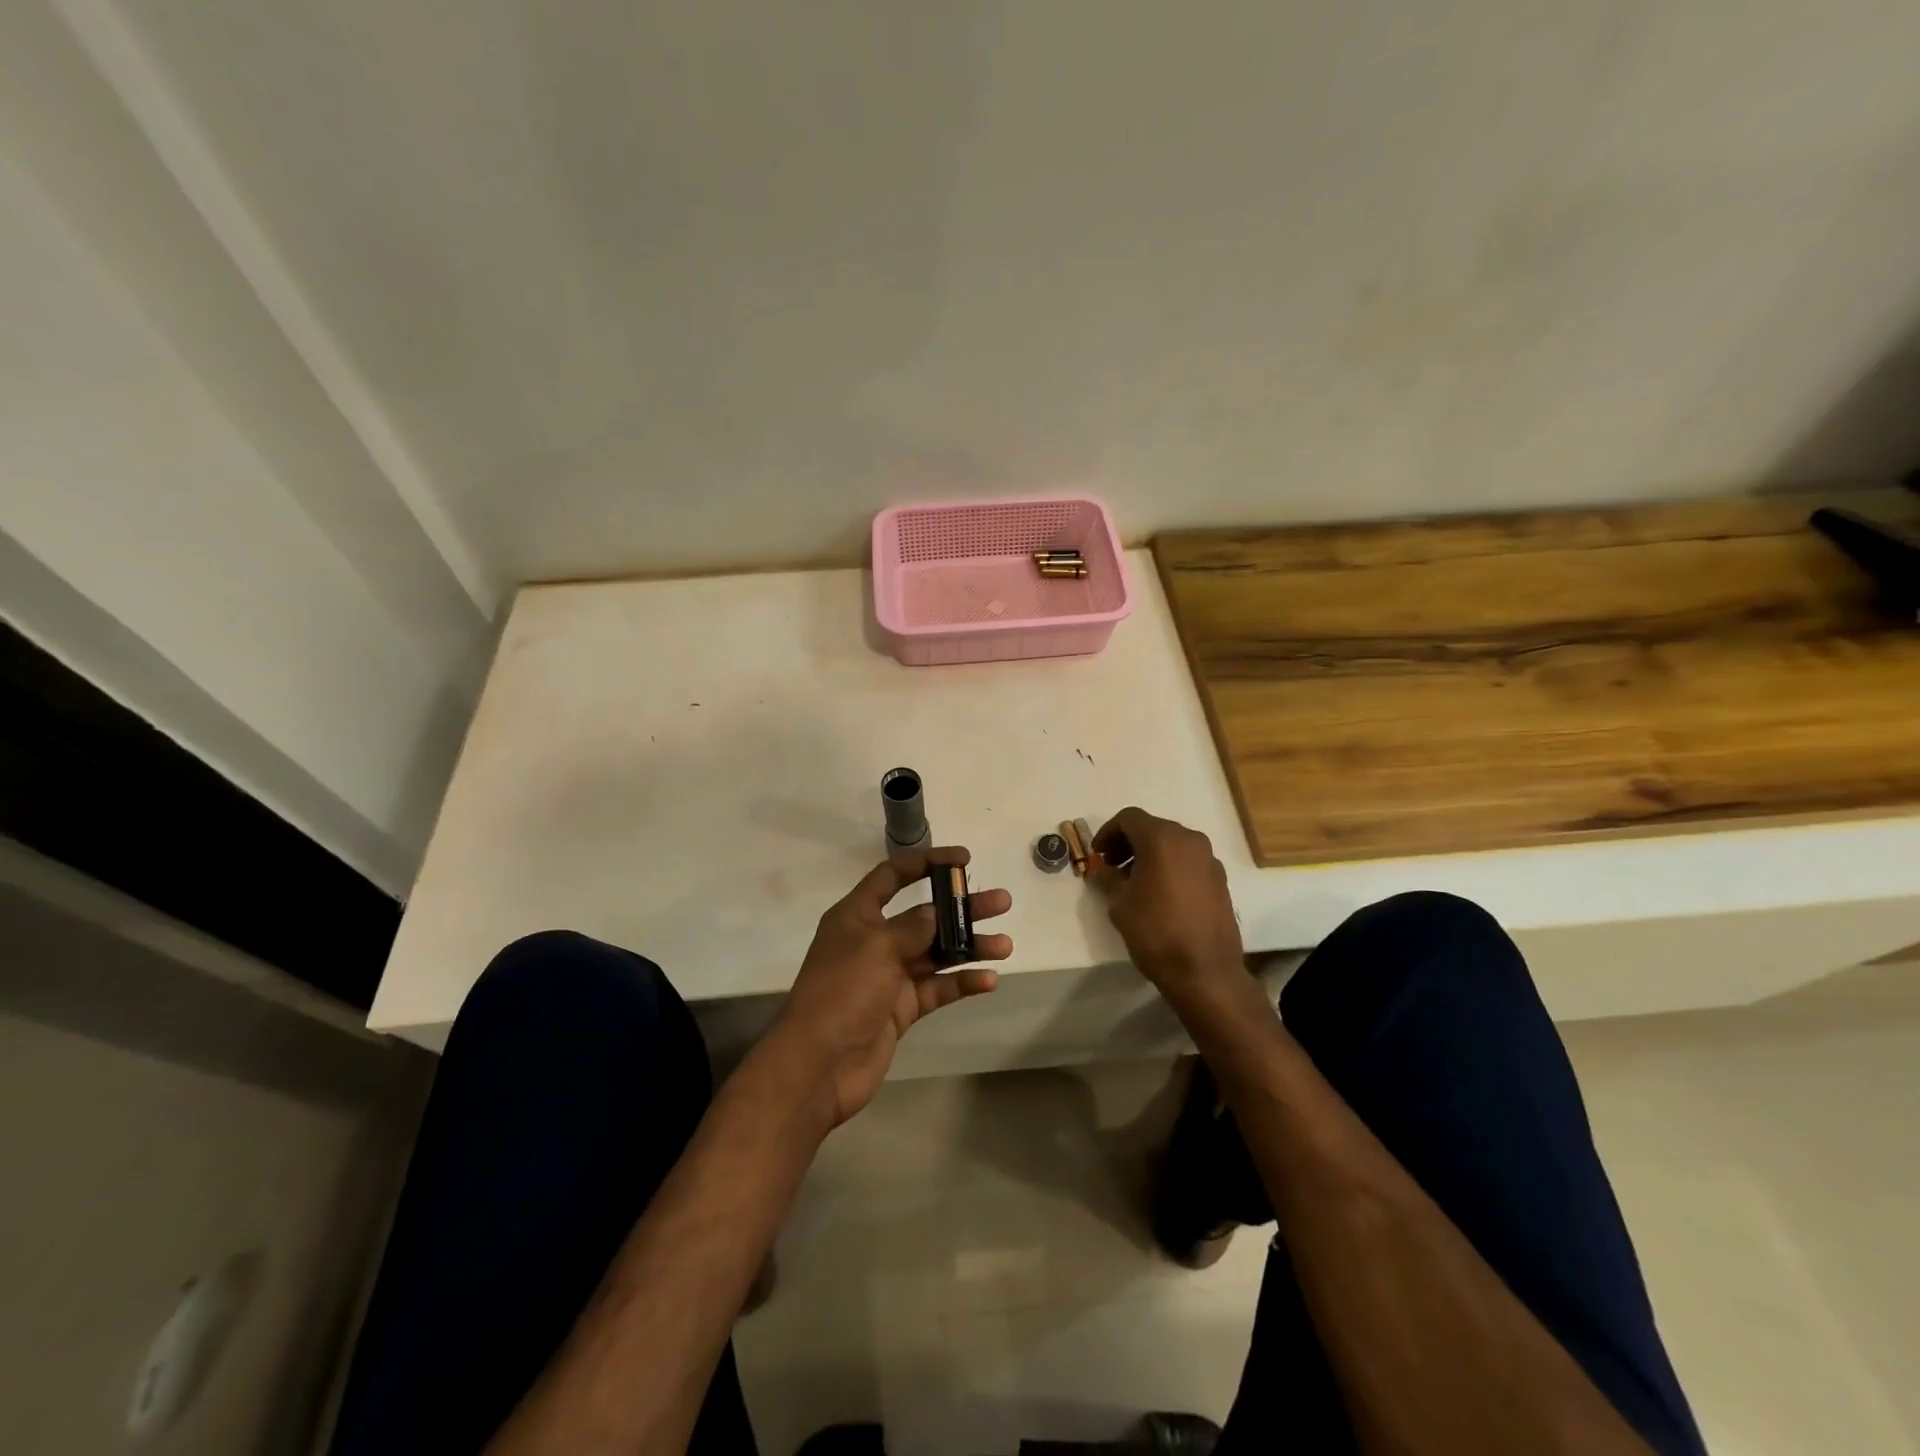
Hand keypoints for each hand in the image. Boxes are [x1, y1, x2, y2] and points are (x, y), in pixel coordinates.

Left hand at [775, 847, 1011, 1125]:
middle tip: (1001, 902)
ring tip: (1005, 944)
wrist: (818, 1066)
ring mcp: (889, 976)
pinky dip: (961, 982)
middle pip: (924, 915)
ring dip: (969, 946)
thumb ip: (911, 927)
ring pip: (936, 953)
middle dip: (961, 908)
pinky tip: (989, 980)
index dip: (926, 862)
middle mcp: (874, 941)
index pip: (892, 876)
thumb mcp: (876, 948)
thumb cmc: (842, 993)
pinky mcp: (901, 1008)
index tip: (962, 859)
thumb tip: (936, 913)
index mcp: (857, 916)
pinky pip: (937, 988)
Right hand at [1090, 807, 1245, 1007]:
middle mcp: (1190, 840)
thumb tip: (1102, 869)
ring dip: (1150, 855)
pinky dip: (1170, 867)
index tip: (1098, 854)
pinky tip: (1159, 894)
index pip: (1129, 818)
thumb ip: (1108, 878)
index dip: (1108, 832)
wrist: (1205, 971)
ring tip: (1134, 882)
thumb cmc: (1155, 931)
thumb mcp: (1120, 903)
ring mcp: (1209, 859)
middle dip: (1129, 843)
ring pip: (1173, 844)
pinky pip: (1188, 862)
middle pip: (1153, 828)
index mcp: (1162, 838)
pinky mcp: (1220, 880)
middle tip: (1112, 866)